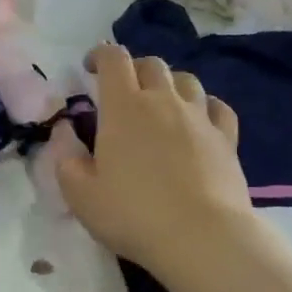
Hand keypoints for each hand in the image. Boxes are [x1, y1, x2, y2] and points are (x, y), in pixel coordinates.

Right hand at [58, 44, 253, 280]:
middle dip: (134, 69)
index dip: (100, 55)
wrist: (201, 237)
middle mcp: (163, 101)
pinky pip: (217, 107)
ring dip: (169, 84)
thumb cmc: (133, 215)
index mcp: (123, 107)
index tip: (90, 68)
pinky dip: (204, 106)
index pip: (113, 59)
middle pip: (151, 64)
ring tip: (161, 104)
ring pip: (186, 80)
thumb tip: (65, 134)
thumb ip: (66, 159)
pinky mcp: (226, 138)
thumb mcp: (80, 195)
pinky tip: (199, 120)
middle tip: (124, 91)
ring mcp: (199, 117)